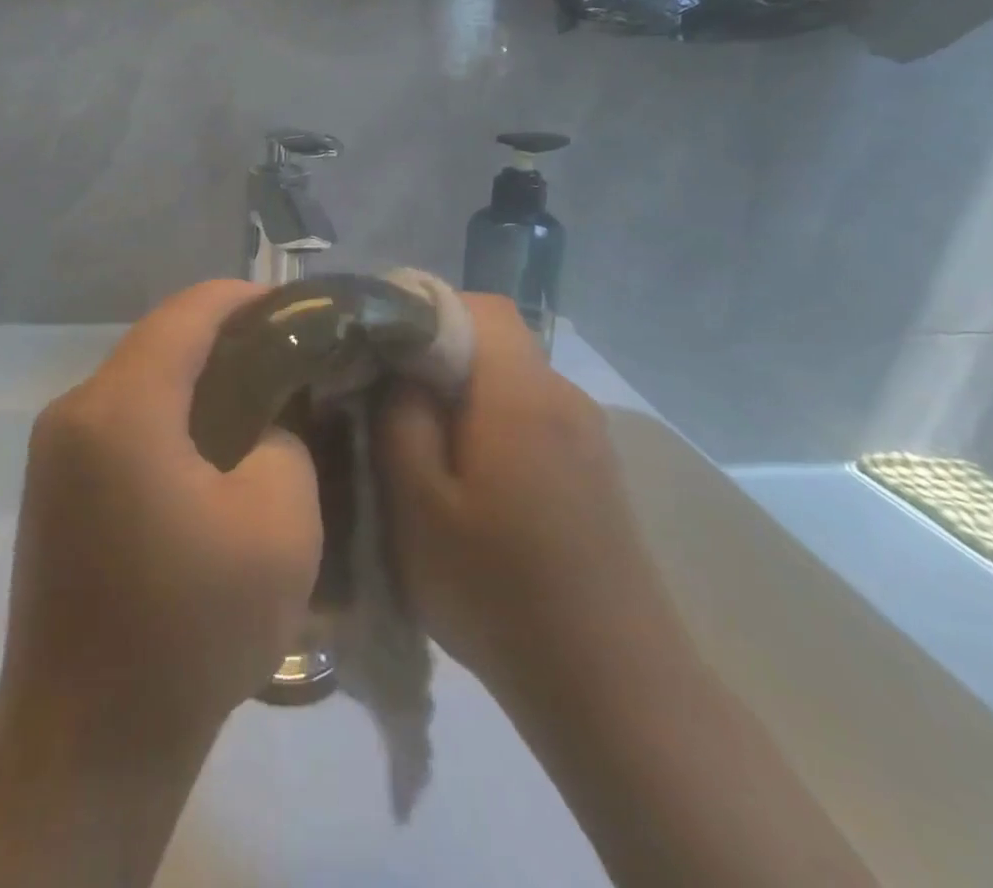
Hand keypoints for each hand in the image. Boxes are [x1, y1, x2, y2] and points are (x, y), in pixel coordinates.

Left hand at [0, 280, 322, 763]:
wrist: (86, 744)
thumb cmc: (190, 630)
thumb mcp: (279, 524)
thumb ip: (286, 442)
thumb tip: (265, 424)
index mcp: (121, 408)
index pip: (189, 312)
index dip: (247, 299)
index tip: (299, 311)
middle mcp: (74, 411)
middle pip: (161, 340)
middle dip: (228, 339)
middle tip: (292, 360)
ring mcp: (55, 449)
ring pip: (141, 379)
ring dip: (199, 377)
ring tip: (262, 400)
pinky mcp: (54, 485)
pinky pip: (123, 420)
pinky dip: (171, 413)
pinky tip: (214, 449)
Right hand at [381, 295, 680, 703]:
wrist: (614, 687)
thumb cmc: (499, 590)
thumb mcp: (417, 505)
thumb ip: (399, 418)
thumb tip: (396, 369)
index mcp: (521, 391)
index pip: (477, 305)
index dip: (423, 310)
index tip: (378, 347)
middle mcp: (562, 395)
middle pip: (492, 340)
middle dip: (434, 356)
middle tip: (385, 399)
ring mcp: (586, 433)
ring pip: (509, 380)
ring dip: (461, 395)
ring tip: (419, 445)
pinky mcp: (594, 470)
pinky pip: (530, 417)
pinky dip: (490, 425)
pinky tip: (469, 482)